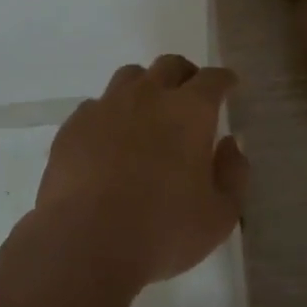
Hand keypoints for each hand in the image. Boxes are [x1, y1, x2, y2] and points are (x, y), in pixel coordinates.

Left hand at [35, 55, 249, 286]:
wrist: (86, 241)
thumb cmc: (163, 231)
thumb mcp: (220, 215)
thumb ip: (232, 174)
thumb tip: (229, 144)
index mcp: (189, 111)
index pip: (212, 79)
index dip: (223, 80)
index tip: (228, 85)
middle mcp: (148, 96)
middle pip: (169, 65)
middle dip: (185, 75)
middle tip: (189, 96)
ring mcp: (106, 106)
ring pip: (130, 77)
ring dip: (145, 87)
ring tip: (147, 113)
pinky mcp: (74, 125)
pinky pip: (96, 106)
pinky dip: (109, 115)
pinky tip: (109, 140)